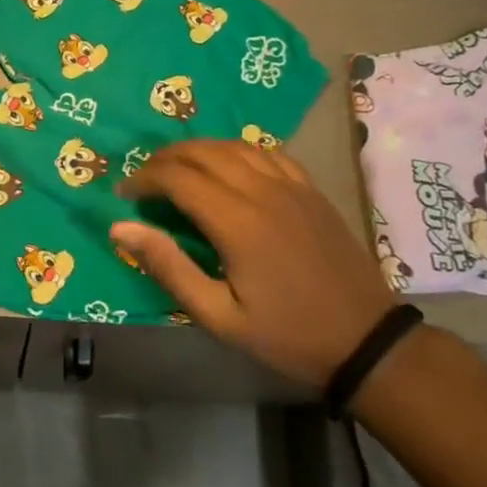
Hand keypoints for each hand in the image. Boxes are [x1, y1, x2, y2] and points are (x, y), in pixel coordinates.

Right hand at [111, 140, 393, 388]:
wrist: (366, 341)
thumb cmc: (286, 334)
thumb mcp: (217, 315)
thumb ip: (167, 266)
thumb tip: (119, 227)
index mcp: (237, 221)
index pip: (177, 177)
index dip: (143, 179)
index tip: (124, 194)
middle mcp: (263, 191)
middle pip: (202, 152)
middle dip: (164, 159)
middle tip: (143, 180)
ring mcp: (292, 186)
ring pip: (234, 145)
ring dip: (197, 150)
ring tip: (176, 168)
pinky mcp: (311, 191)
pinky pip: (266, 153)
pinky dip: (236, 151)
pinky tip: (227, 166)